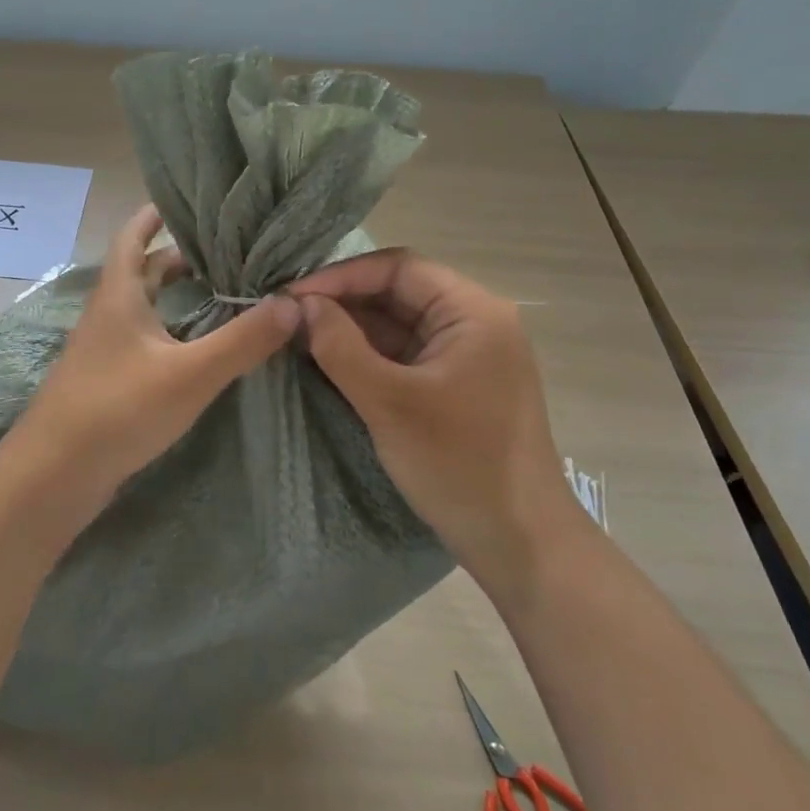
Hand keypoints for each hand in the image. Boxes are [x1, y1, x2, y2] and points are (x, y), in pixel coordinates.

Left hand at [5, 204, 300, 524]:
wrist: (55, 474)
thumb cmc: (118, 408)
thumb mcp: (190, 373)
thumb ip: (243, 340)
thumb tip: (294, 303)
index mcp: (119, 294)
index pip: (133, 235)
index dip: (156, 214)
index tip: (190, 202)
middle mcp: (107, 313)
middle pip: (142, 270)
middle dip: (179, 257)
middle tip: (226, 252)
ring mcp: (103, 349)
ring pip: (144, 307)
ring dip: (176, 295)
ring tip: (222, 293)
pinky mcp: (107, 380)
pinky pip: (143, 339)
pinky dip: (170, 330)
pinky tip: (197, 347)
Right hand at [289, 250, 571, 559]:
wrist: (520, 542)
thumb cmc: (458, 465)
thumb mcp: (389, 402)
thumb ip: (340, 346)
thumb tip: (302, 304)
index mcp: (473, 312)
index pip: (399, 268)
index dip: (342, 275)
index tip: (292, 295)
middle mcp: (474, 322)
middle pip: (399, 292)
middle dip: (343, 301)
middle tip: (289, 316)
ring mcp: (467, 355)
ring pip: (399, 324)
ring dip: (352, 328)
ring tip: (300, 336)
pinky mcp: (457, 384)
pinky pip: (405, 354)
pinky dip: (368, 354)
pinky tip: (330, 361)